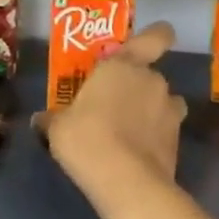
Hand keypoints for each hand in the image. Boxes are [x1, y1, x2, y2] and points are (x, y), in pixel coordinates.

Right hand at [36, 22, 187, 201]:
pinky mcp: (178, 140)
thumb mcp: (58, 128)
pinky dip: (155, 138)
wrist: (127, 182)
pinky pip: (165, 130)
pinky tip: (136, 154)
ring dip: (152, 111)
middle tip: (114, 106)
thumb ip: (52, 118)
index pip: (157, 36)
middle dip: (136, 88)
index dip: (157, 36)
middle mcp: (152, 80)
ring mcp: (170, 110)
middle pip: (150, 75)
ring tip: (130, 131)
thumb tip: (40, 119)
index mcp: (124, 65)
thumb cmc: (87, 138)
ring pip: (163, 102)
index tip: (147, 45)